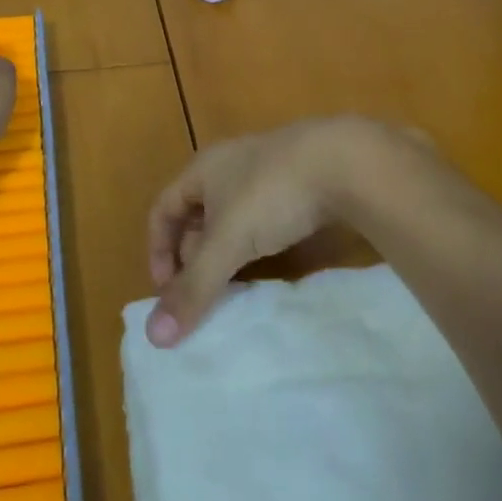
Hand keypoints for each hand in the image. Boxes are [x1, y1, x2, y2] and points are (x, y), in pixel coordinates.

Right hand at [145, 116, 405, 346]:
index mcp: (203, 169)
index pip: (163, 208)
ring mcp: (267, 171)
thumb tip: (155, 337)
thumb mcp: (228, 242)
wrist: (346, 162)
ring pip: (233, 217)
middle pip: (196, 214)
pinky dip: (260, 244)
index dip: (158, 249)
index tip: (168, 290)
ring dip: (227, 252)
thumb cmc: (271, 194)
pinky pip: (266, 218)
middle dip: (193, 256)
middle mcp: (229, 165)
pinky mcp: (300, 183)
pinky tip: (274, 264)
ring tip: (235, 287)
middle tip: (202, 295)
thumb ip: (194, 287)